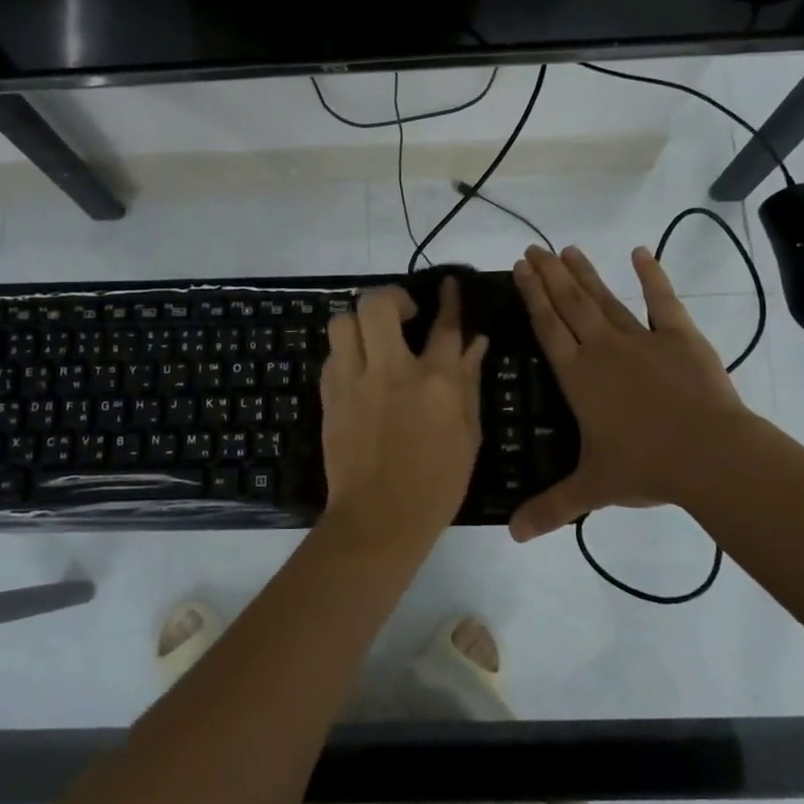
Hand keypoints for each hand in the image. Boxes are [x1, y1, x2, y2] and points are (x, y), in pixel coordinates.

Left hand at [319, 279, 489, 552]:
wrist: (379, 519)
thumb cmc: (436, 483)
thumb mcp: (467, 434)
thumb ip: (469, 382)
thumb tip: (475, 342)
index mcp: (434, 381)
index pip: (445, 325)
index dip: (450, 299)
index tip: (449, 285)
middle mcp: (391, 371)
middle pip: (378, 304)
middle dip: (391, 298)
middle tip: (403, 314)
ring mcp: (353, 383)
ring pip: (342, 322)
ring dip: (359, 323)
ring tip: (373, 340)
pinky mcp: (329, 398)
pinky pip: (331, 357)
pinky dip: (346, 355)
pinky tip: (358, 372)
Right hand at [508, 244, 748, 541]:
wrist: (710, 454)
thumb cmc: (645, 467)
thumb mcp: (592, 488)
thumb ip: (551, 508)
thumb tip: (512, 539)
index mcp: (578, 376)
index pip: (547, 327)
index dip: (531, 296)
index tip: (519, 269)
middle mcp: (602, 349)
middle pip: (570, 303)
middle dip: (549, 274)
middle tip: (533, 247)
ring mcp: (642, 339)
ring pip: (605, 298)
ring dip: (585, 273)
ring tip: (567, 249)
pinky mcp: (680, 337)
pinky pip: (662, 301)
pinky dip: (652, 275)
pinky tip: (641, 253)